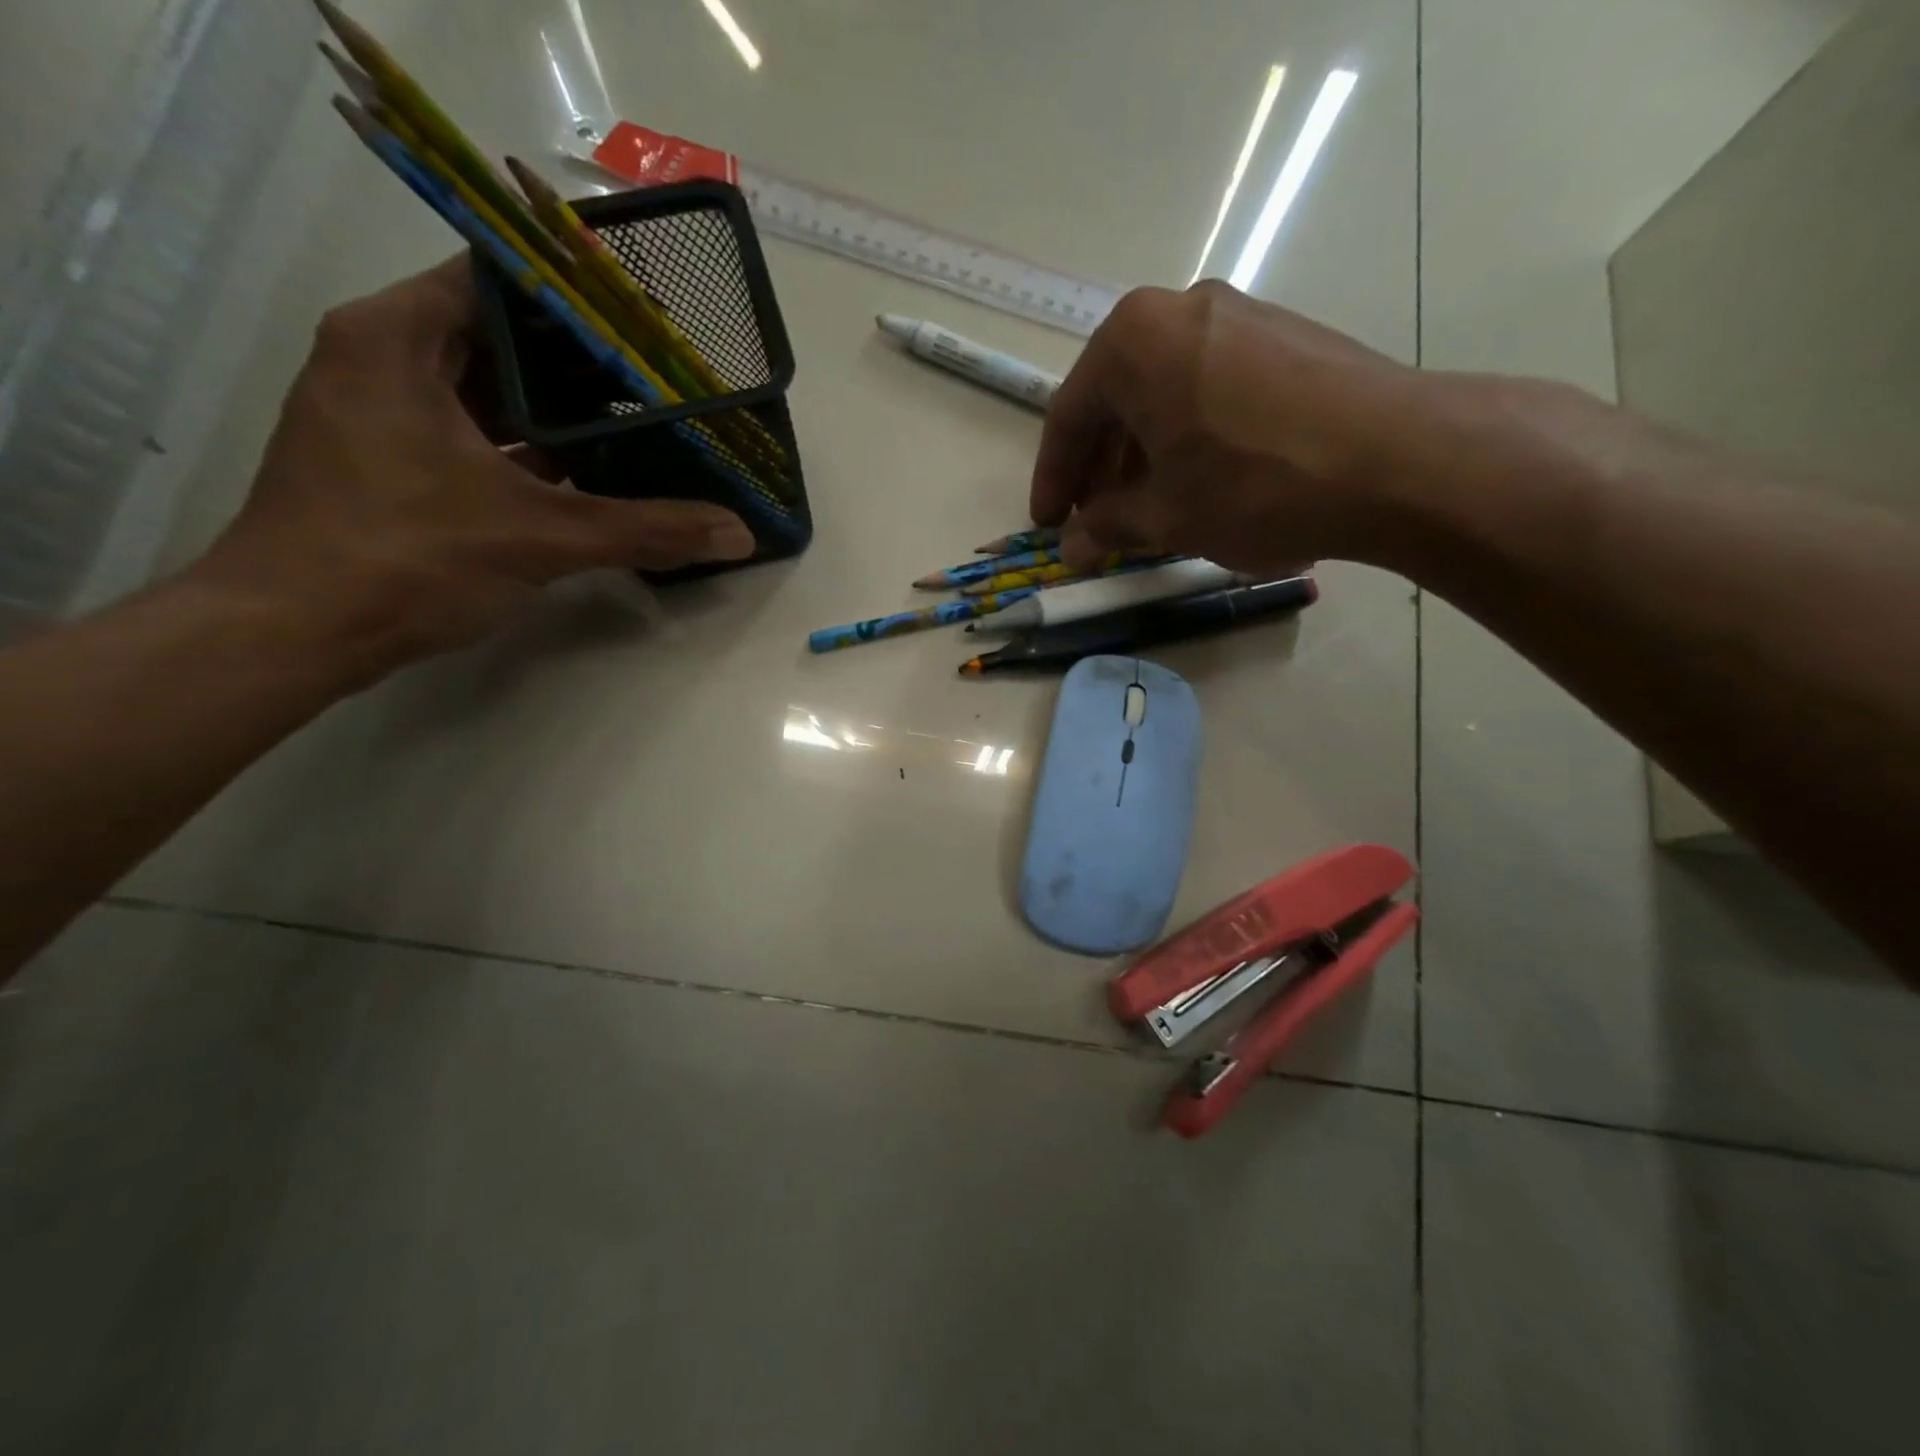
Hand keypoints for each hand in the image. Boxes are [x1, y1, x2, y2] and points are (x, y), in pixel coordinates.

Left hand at [197, 256, 755, 680]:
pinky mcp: (389, 461)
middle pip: (499, 334)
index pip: (500, 278)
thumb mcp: (541, 537)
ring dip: (557, 408)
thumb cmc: (405, 557)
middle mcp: (382, 357)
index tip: (647, 320)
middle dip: (579, 358)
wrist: (295, 632)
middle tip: (658, 374)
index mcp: (400, 338)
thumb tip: (739, 533)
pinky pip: (473, 432)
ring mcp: (381, 411)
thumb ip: (646, 531)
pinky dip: (526, 446)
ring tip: (637, 418)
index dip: (579, 295)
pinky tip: (586, 471)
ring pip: (487, 388)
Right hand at [1029, 282, 1425, 573]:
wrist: (1396, 459)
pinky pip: (1208, 386)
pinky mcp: (1284, 335)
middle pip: (1116, 397)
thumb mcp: (1166, 516)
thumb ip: (1107, 526)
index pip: (1069, 416)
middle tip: (1092, 520)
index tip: (1048, 524)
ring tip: (1143, 508)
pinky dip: (1185, 433)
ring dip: (1141, 453)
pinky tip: (1195, 478)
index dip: (1052, 479)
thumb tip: (1073, 546)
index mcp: (1133, 342)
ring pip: (1163, 390)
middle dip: (1098, 467)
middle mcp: (1180, 309)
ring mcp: (1239, 315)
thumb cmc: (1253, 486)